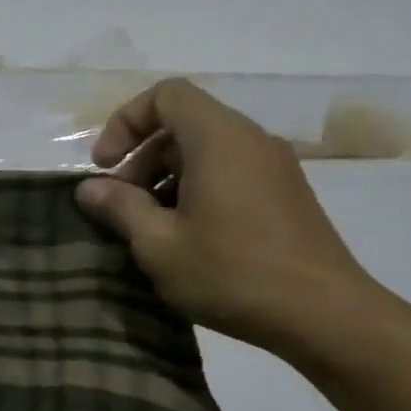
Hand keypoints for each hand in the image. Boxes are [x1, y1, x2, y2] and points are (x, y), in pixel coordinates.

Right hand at [74, 80, 384, 356]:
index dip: (124, 122)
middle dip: (140, 159)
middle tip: (121, 207)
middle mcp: (250, 141)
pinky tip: (183, 238)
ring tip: (147, 228)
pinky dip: (193, 191)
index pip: (166, 95)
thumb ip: (120, 207)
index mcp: (219, 140)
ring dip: (164, 180)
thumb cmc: (231, 273)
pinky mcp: (283, 194)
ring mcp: (273, 167)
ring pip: (204, 151)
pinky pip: (227, 173)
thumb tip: (88, 187)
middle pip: (183, 124)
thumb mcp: (158, 244)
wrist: (322, 314)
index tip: (104, 167)